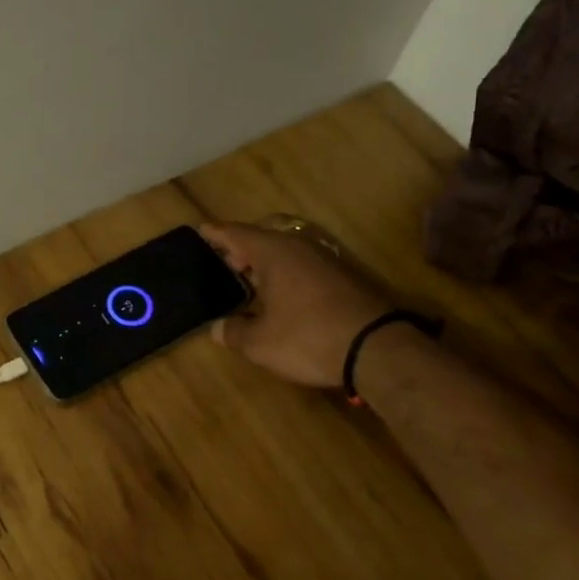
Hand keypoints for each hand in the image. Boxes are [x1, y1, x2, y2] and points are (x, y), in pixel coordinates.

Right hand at [198, 221, 391, 388]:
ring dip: (265, 264)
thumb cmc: (308, 337)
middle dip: (240, 250)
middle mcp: (299, 248)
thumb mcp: (260, 342)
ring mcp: (325, 261)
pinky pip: (303, 267)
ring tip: (249, 282)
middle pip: (262, 239)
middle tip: (223, 263)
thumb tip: (217, 328)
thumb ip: (233, 332)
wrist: (378, 349)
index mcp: (273, 253)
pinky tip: (281, 297)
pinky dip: (285, 275)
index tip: (201, 230)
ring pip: (285, 253)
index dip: (216, 233)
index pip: (236, 233)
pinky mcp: (344, 278)